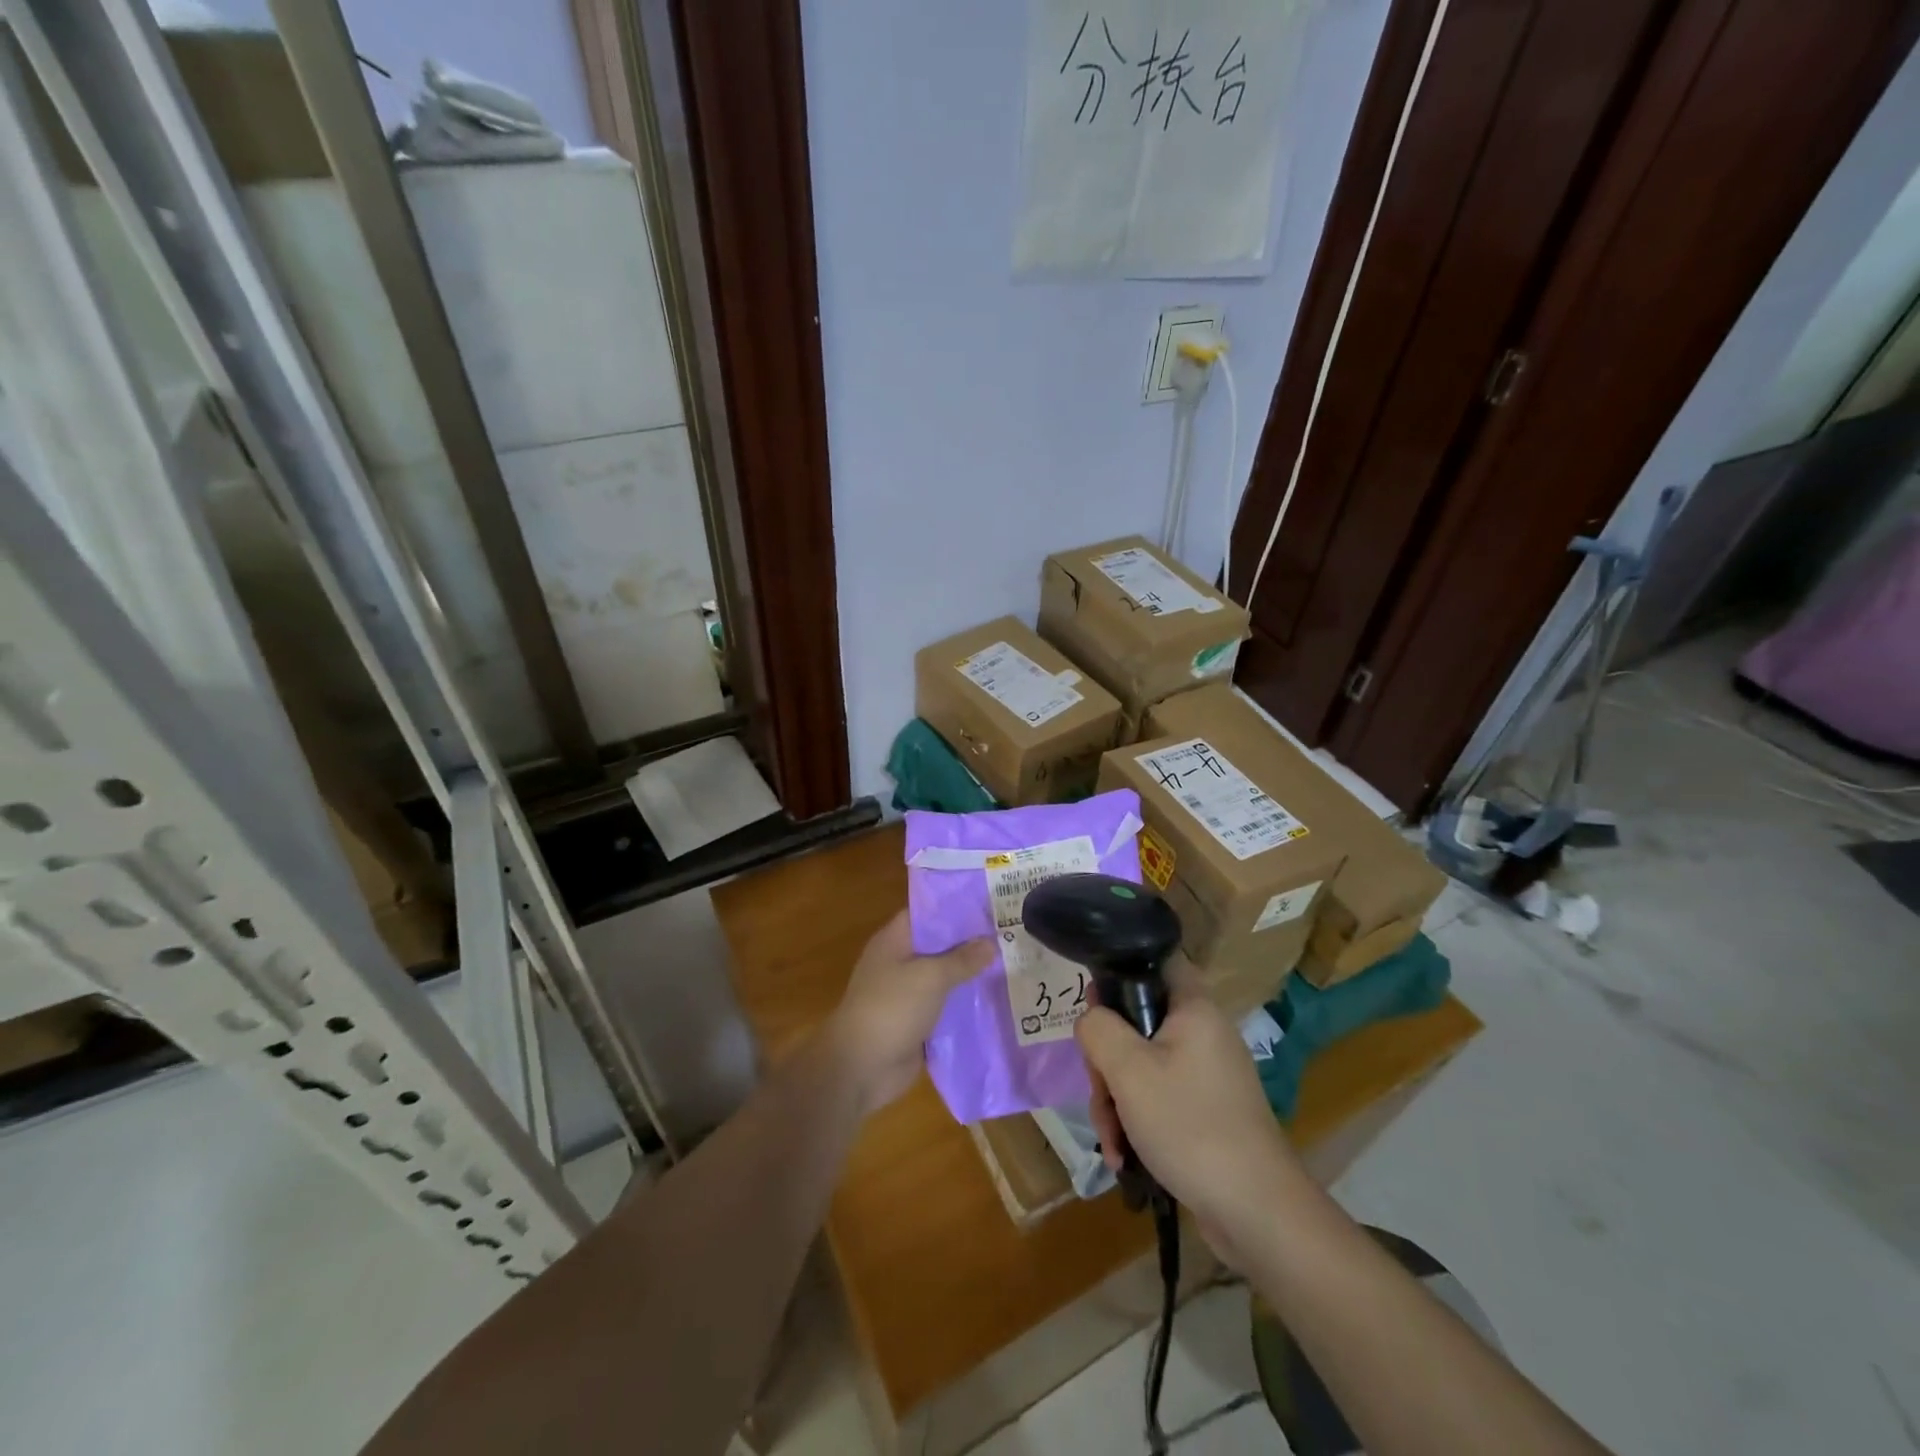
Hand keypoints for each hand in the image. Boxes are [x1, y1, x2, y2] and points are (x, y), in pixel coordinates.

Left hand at [824, 910, 993, 1116]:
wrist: (862, 1068)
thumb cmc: (891, 1008)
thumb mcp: (930, 976)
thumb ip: (962, 959)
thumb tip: (991, 943)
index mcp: (894, 941)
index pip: (927, 913)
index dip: (957, 908)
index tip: (990, 905)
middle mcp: (900, 962)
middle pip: (940, 946)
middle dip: (971, 943)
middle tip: (1012, 934)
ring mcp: (908, 994)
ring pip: (945, 978)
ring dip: (972, 976)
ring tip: (1013, 964)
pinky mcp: (918, 1022)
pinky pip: (946, 1007)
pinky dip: (966, 1005)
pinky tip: (998, 1000)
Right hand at [1075, 962, 1301, 1258]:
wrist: (1257, 1213)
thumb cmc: (1190, 1126)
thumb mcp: (1128, 1070)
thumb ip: (1098, 1029)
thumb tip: (1091, 1018)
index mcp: (1193, 1008)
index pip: (1156, 959)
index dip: (1119, 970)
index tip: (1093, 1006)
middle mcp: (1202, 1032)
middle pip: (1137, 1021)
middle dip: (1107, 1061)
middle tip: (1101, 1093)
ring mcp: (1205, 1074)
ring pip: (1141, 1065)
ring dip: (1116, 1099)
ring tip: (1112, 1141)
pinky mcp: (1205, 1110)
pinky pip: (1157, 1097)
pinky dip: (1136, 1121)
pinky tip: (1124, 1157)